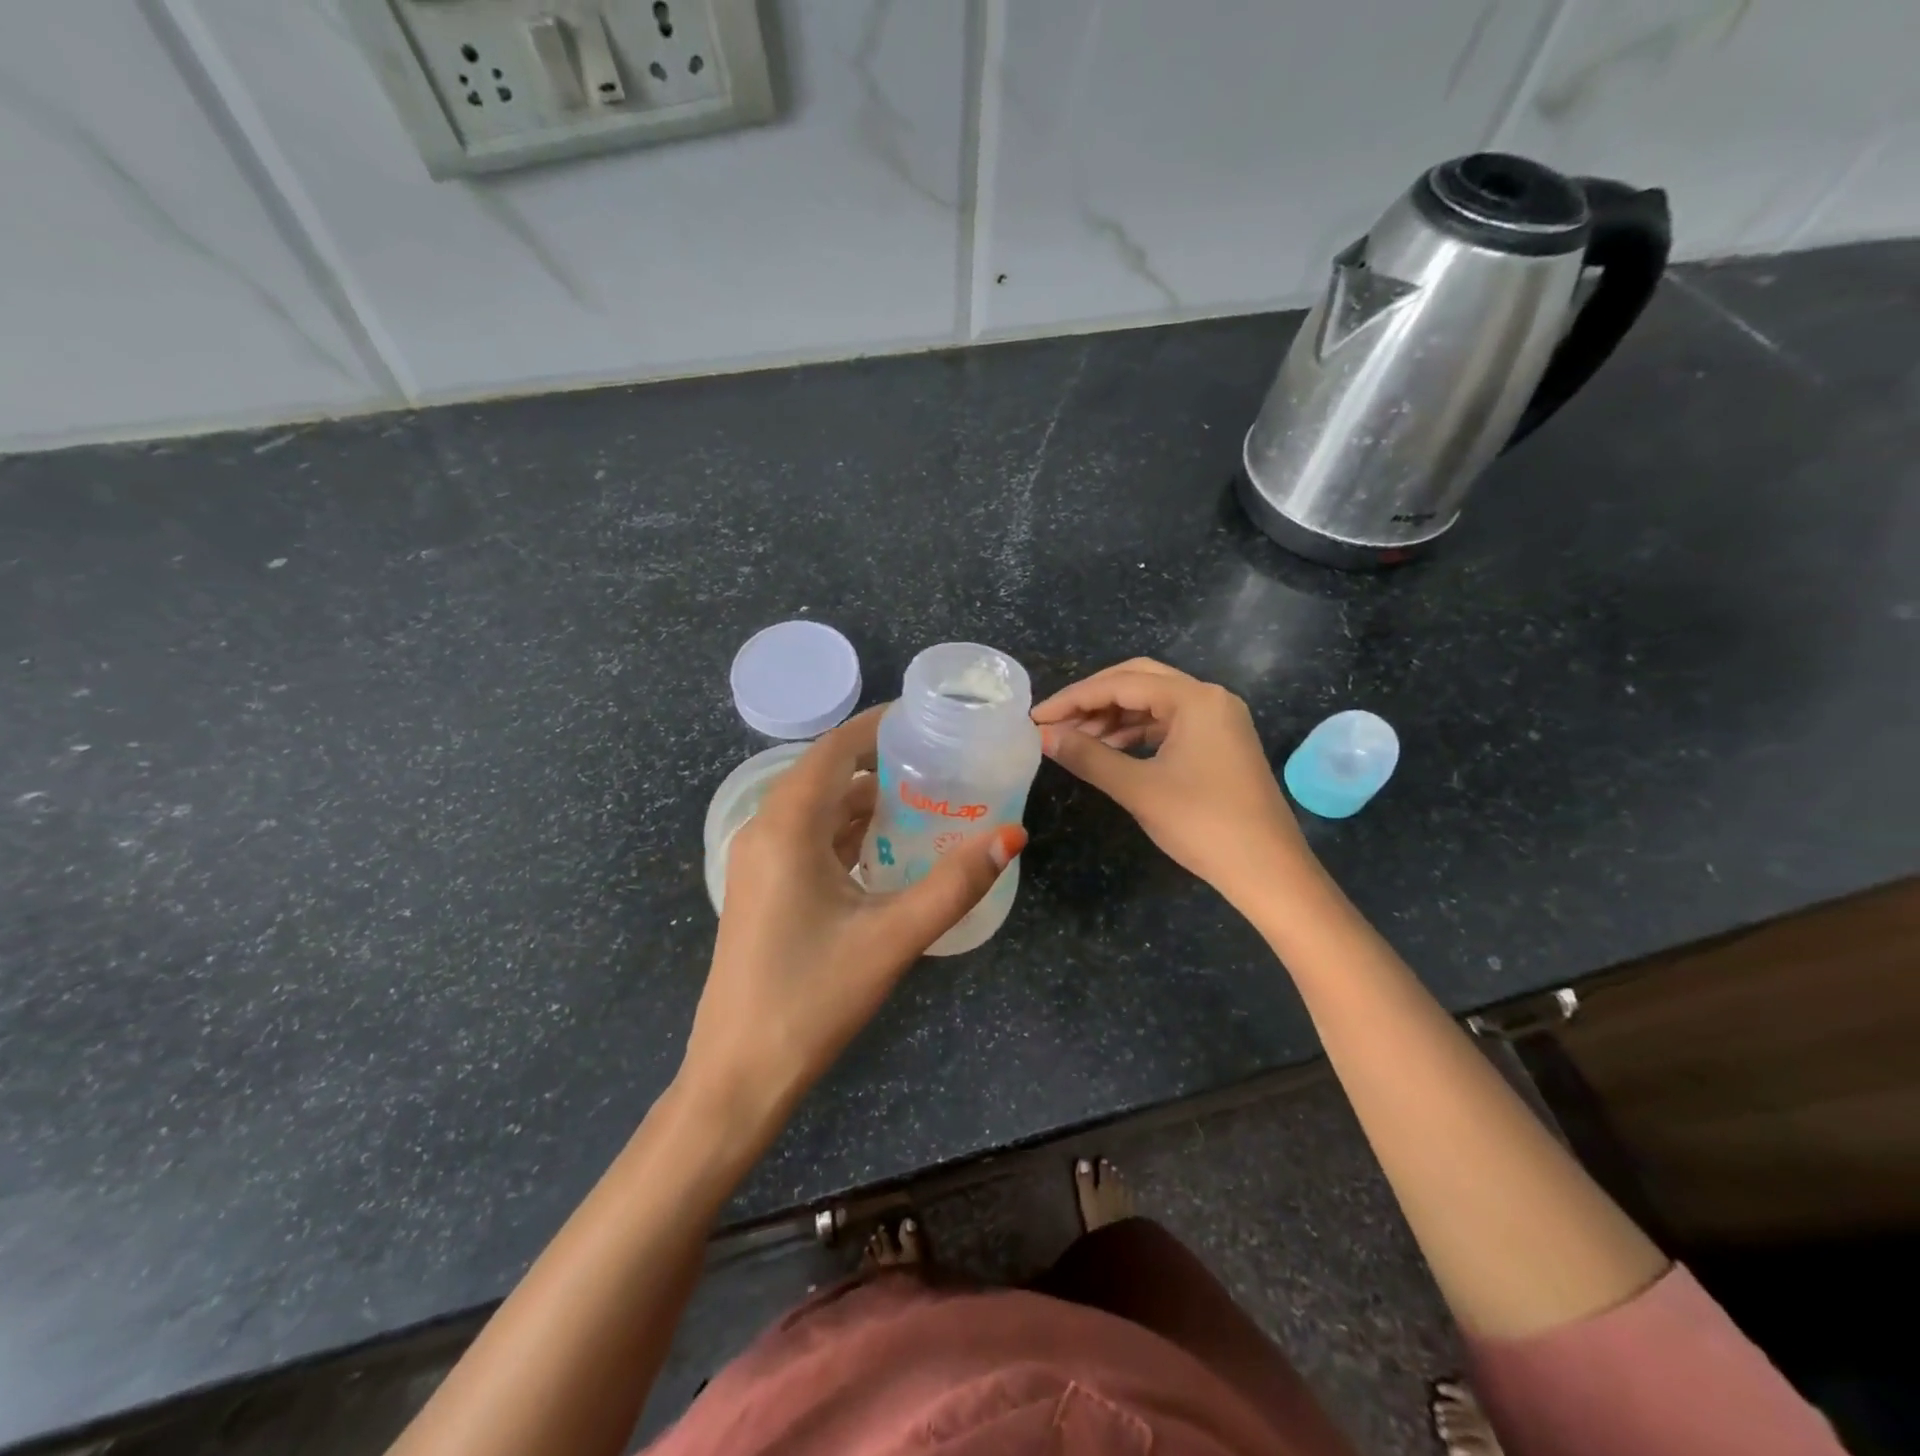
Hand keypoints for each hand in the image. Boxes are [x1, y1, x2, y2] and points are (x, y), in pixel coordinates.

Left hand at [677, 706, 1024, 1157]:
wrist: (737, 1075)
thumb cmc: (812, 998)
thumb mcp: (893, 937)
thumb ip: (954, 884)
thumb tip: (1012, 836)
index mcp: (786, 826)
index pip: (835, 749)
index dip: (878, 726)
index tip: (927, 719)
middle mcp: (764, 830)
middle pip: (825, 772)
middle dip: (878, 761)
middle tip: (938, 760)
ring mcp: (758, 861)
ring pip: (816, 807)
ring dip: (863, 799)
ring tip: (923, 798)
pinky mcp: (762, 888)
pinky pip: (807, 838)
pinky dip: (846, 831)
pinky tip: (886, 848)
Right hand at [1032, 659, 1311, 909]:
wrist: (1268, 872)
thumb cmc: (1203, 824)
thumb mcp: (1138, 788)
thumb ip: (1088, 756)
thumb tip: (1043, 737)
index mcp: (1195, 699)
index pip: (1121, 684)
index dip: (1073, 698)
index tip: (1036, 718)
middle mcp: (1209, 698)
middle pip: (1138, 682)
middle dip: (1093, 700)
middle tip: (1055, 723)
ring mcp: (1218, 721)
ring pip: (1153, 704)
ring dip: (1112, 718)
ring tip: (1075, 741)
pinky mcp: (1219, 744)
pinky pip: (1168, 725)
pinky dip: (1135, 734)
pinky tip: (1109, 752)